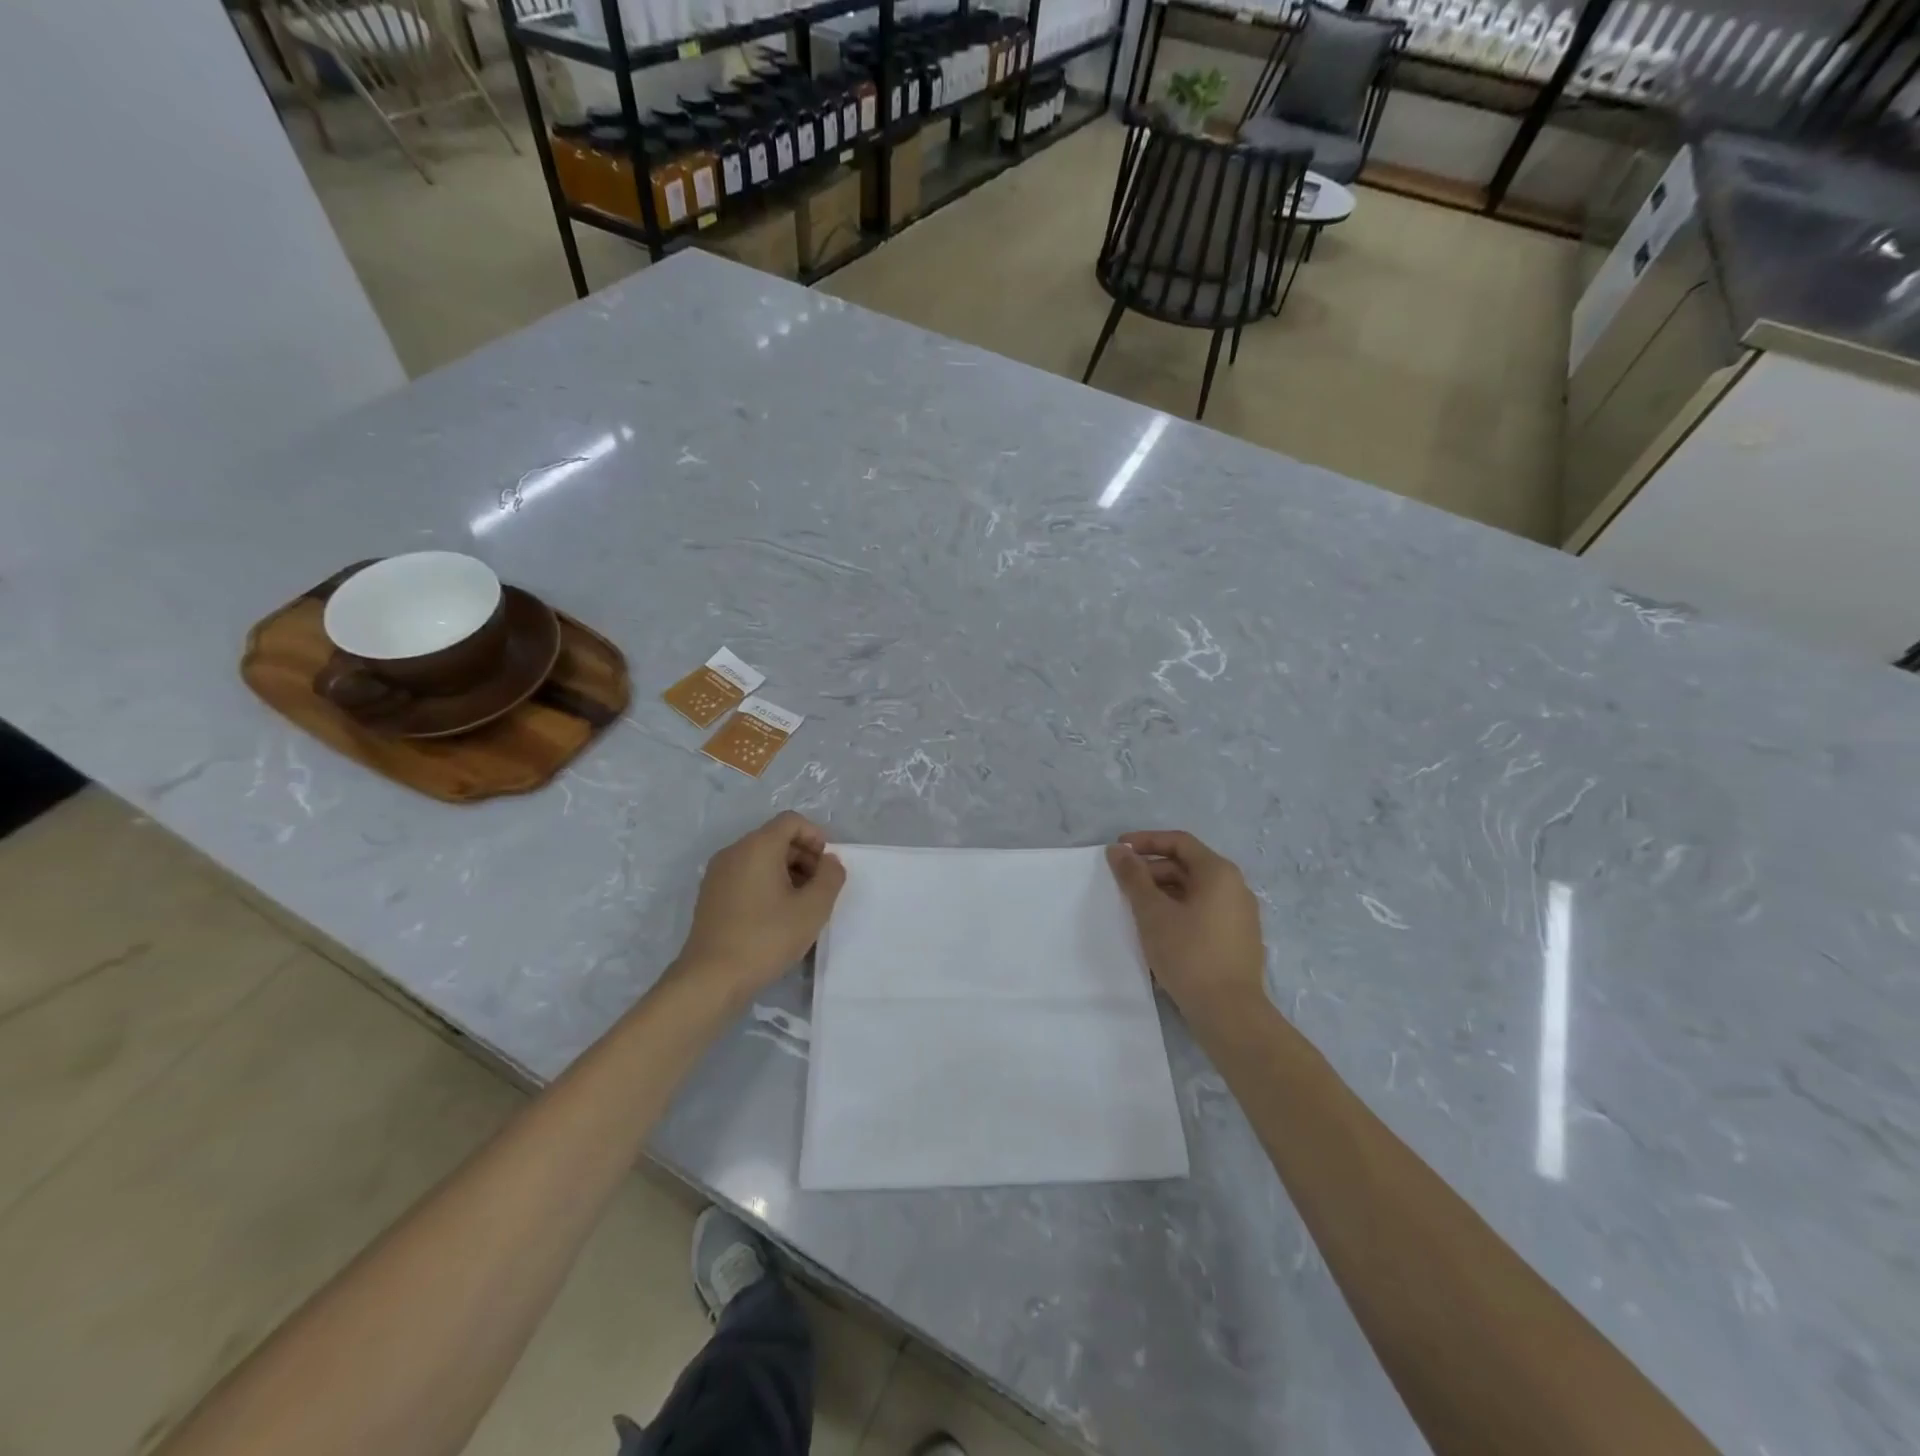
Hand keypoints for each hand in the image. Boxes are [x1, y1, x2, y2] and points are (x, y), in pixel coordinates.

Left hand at [674, 812, 845, 998]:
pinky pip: (745, 875)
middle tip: (819, 888)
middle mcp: (734, 852)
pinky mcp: (710, 895)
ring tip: (800, 905)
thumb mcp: (813, 908)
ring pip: (760, 858)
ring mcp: (717, 874)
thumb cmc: (766, 938)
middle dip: (803, 856)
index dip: (816, 837)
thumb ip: (830, 877)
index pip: (792, 821)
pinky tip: (776, 916)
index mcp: (757, 846)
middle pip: (776, 838)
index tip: (827, 867)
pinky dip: (766, 884)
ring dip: (786, 872)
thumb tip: (830, 862)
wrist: (711, 979)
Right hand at [1107, 830, 1266, 1024]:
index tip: (1118, 850)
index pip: (1179, 842)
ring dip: (1163, 893)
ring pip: (1194, 891)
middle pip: (1187, 865)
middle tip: (1122, 885)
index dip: (1146, 841)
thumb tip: (1118, 850)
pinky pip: (1203, 911)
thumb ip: (1133, 877)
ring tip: (1135, 909)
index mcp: (1219, 872)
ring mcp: (1240, 914)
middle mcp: (1235, 887)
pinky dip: (1178, 911)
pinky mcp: (1238, 939)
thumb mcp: (1152, 912)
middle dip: (1152, 870)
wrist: (1229, 1012)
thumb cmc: (1189, 954)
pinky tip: (1158, 930)